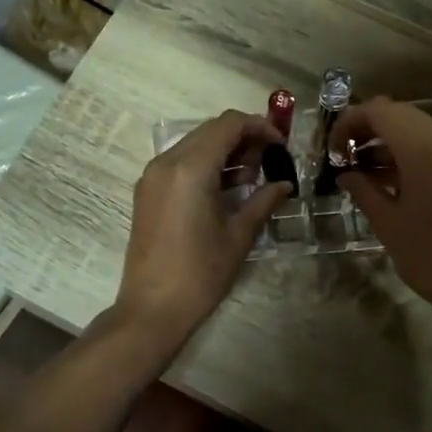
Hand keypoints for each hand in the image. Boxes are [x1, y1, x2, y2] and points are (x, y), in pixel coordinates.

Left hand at [116, 109, 289, 342]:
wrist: (153, 308)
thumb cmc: (201, 272)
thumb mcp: (239, 235)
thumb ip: (263, 201)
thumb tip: (284, 184)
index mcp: (190, 168)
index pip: (229, 124)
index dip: (259, 127)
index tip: (281, 145)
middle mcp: (167, 162)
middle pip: (210, 130)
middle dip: (243, 138)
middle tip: (268, 162)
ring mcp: (152, 176)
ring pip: (194, 144)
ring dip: (224, 151)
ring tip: (250, 178)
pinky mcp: (147, 192)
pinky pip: (179, 162)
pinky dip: (204, 165)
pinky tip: (224, 189)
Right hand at [333, 96, 431, 324]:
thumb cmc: (429, 256)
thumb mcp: (387, 223)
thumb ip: (363, 190)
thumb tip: (345, 174)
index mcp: (424, 149)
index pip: (380, 112)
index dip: (351, 121)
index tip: (333, 146)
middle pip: (401, 114)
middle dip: (369, 128)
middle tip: (345, 154)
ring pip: (420, 129)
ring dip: (390, 140)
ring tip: (363, 168)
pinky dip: (413, 153)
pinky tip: (391, 178)